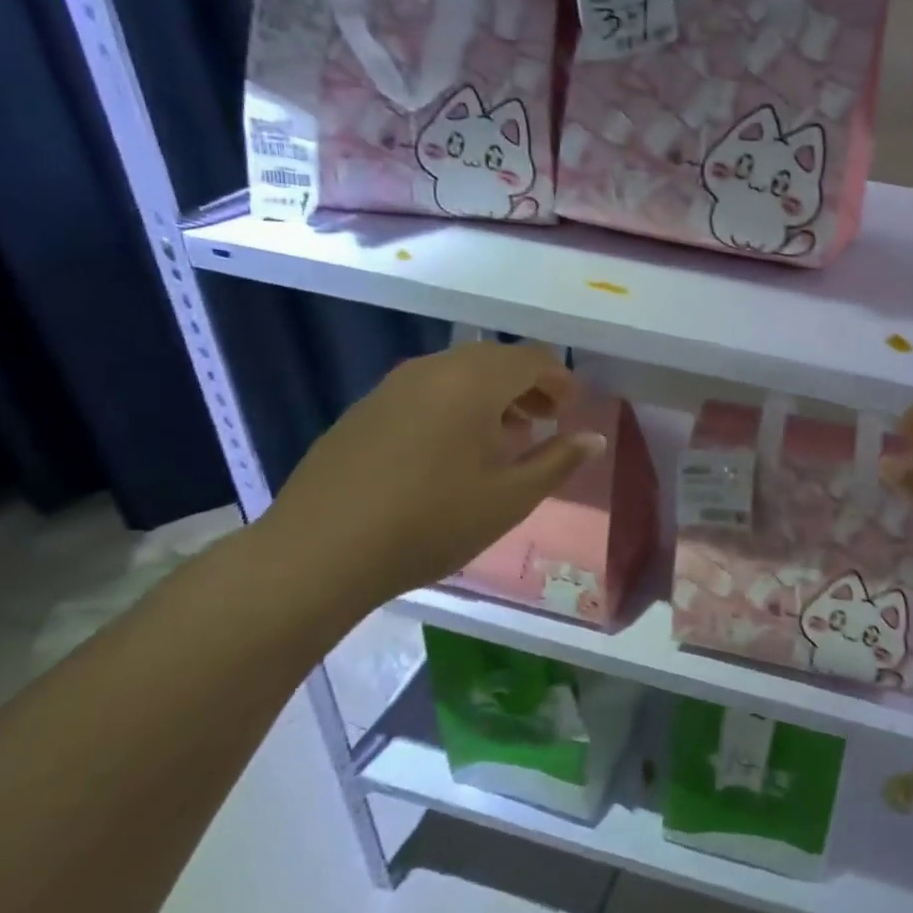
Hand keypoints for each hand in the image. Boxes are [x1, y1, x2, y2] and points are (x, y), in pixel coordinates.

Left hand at [253, 342, 605, 614]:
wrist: (319, 553)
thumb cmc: (431, 522)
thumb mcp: (510, 498)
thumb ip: (558, 461)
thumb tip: (593, 438)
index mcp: (474, 382)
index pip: (532, 359)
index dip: (559, 381)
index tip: (571, 410)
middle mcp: (433, 370)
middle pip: (494, 360)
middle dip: (527, 385)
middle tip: (544, 423)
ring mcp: (392, 387)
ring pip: (457, 373)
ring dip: (490, 395)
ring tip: (501, 438)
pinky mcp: (363, 410)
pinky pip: (424, 391)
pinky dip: (453, 405)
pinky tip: (449, 451)